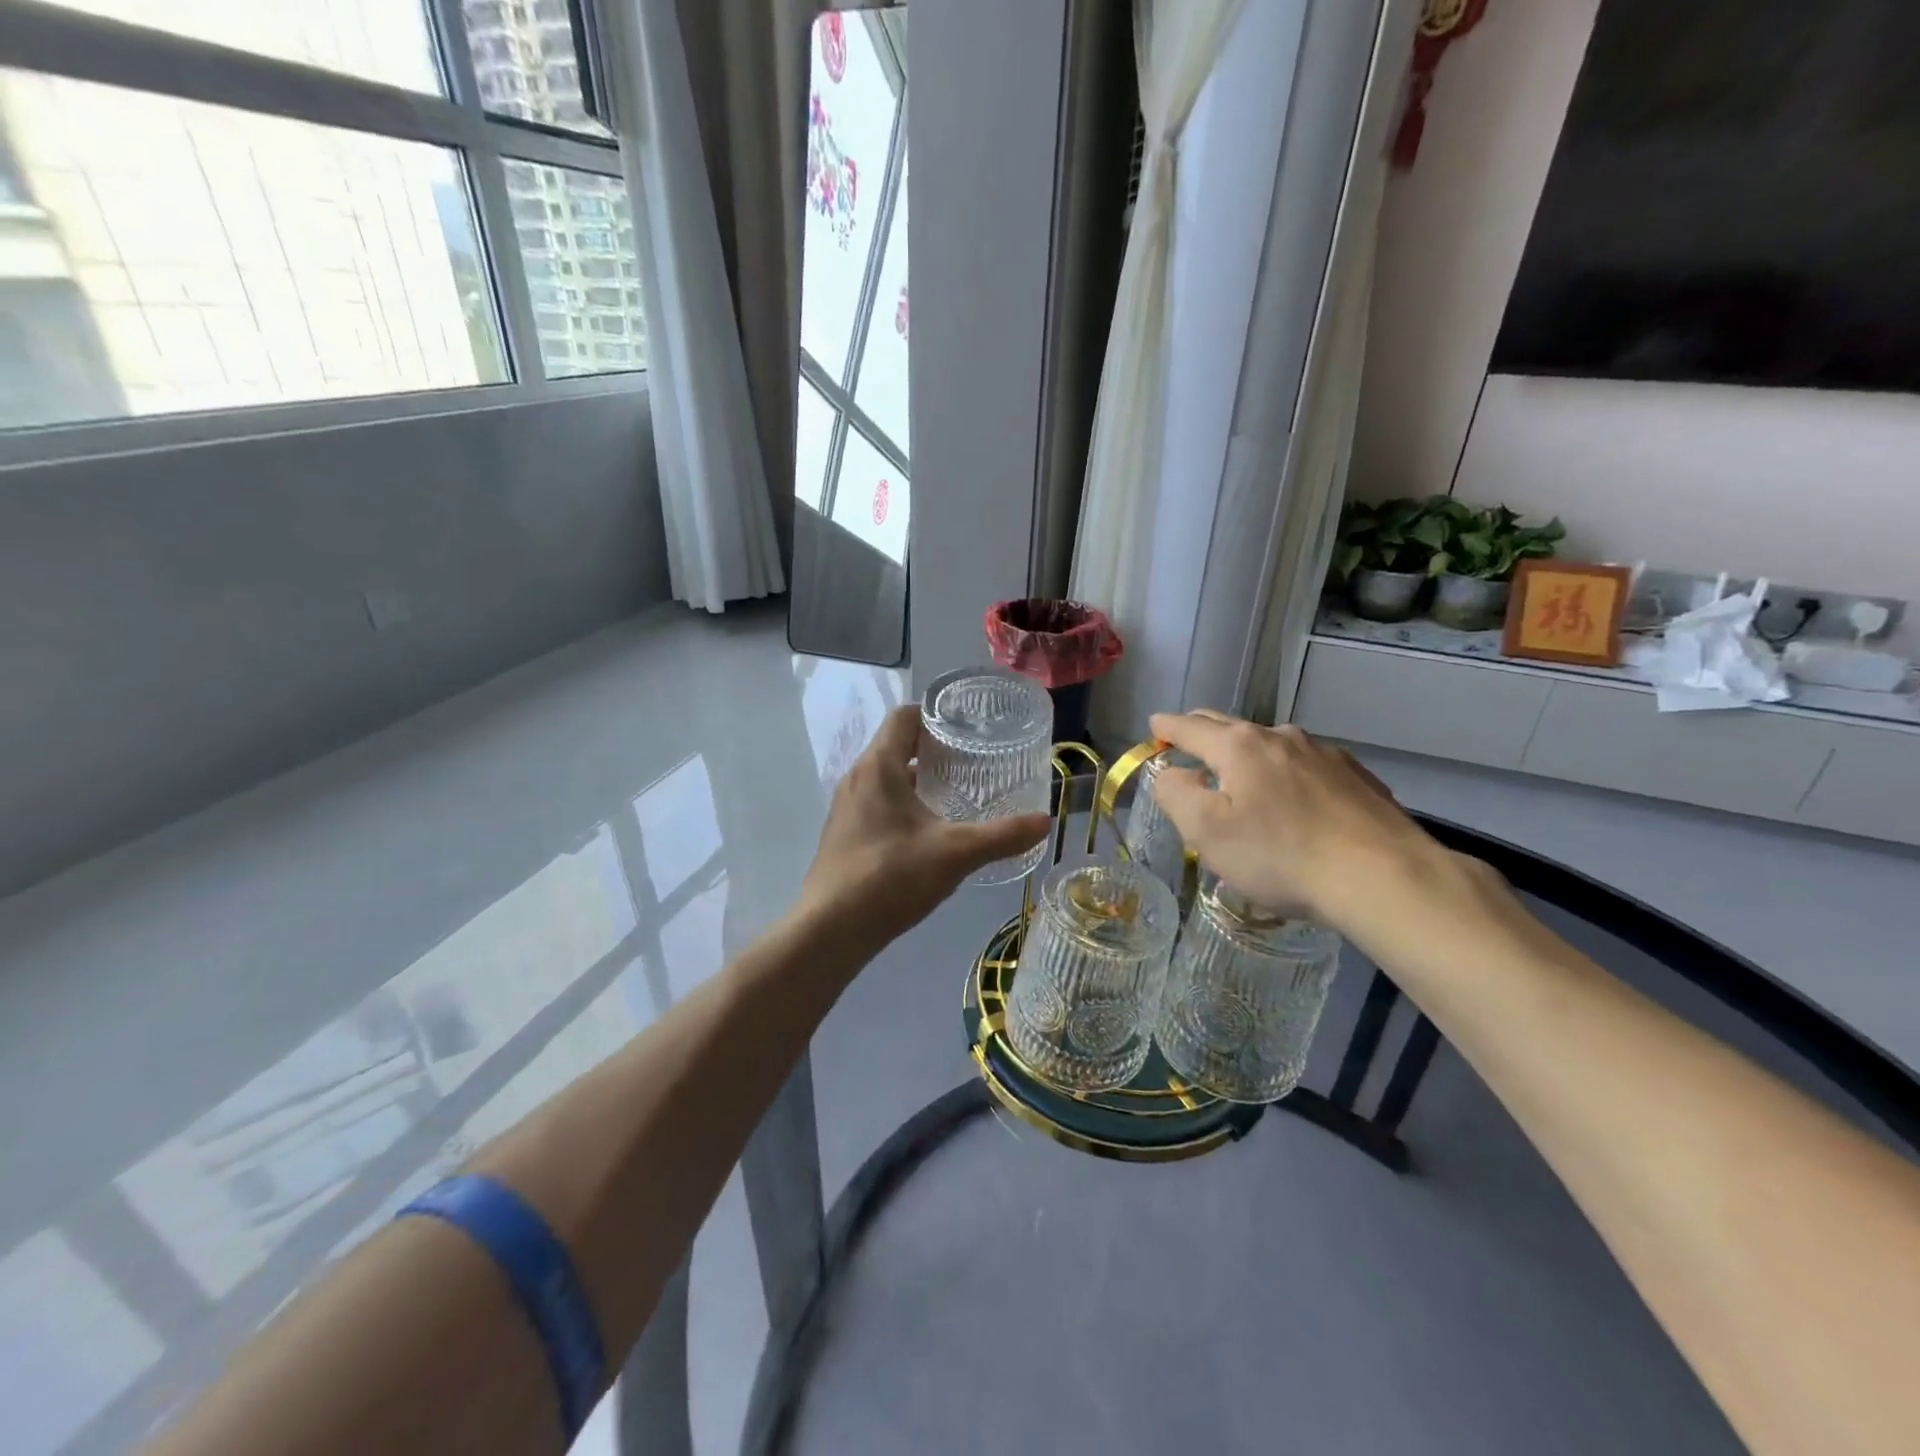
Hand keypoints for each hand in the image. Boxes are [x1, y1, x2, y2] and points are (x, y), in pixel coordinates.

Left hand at [797, 705, 1050, 955]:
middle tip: (973, 764)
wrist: (830, 930)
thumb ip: (1002, 836)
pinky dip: (904, 806)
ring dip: (919, 781)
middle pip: (897, 746)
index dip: (936, 716)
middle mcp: (857, 778)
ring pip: (887, 779)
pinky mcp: (844, 835)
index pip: (904, 717)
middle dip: (935, 751)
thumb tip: (1045, 822)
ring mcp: (846, 808)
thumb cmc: (891, 876)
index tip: (968, 730)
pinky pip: (877, 805)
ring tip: (958, 797)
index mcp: (878, 766)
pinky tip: (929, 834)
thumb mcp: (955, 853)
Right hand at [1146, 711, 1439, 932]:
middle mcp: (1280, 737)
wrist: (1383, 878)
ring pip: (1271, 745)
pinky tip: (1296, 801)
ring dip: (1248, 755)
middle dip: (1202, 732)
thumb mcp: (1206, 831)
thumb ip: (1175, 794)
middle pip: (1229, 726)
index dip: (1165, 728)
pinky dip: (1287, 774)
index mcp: (1238, 746)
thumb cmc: (1280, 856)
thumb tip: (1172, 773)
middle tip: (1187, 745)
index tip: (1154, 728)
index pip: (1188, 727)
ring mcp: (1324, 753)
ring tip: (1243, 780)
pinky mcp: (1356, 776)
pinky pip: (1306, 766)